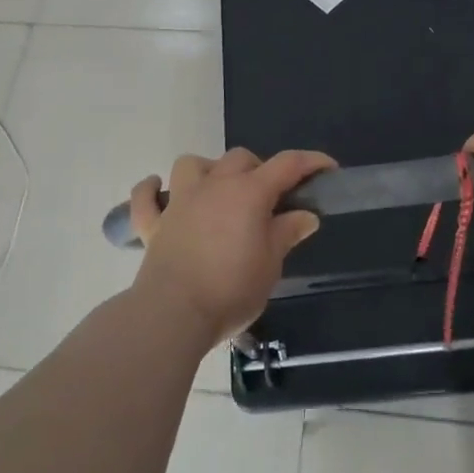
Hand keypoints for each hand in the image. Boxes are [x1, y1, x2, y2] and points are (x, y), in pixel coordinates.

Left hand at [127, 148, 335, 346]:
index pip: (287, 165)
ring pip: (191, 164)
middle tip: (270, 198)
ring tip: (218, 190)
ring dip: (208, 170)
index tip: (327, 168)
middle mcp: (214, 186)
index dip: (310, 162)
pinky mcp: (154, 224)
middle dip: (259, 169)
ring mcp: (179, 202)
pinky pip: (146, 197)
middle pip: (240, 159)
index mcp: (249, 193)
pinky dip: (151, 190)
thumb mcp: (271, 264)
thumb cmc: (231, 289)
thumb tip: (305, 215)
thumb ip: (286, 233)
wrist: (174, 313)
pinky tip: (158, 189)